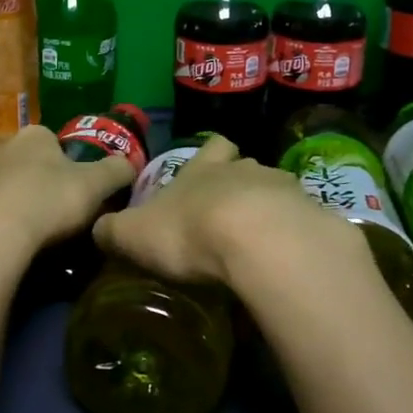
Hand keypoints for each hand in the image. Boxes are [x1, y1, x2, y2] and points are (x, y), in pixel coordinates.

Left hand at [0, 124, 134, 258]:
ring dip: (13, 198)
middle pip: (25, 160)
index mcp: (32, 135)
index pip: (53, 141)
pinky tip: (8, 240)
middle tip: (55, 209)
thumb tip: (129, 163)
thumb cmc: (49, 202)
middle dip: (37, 178)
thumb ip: (117, 170)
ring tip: (31, 228)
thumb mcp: (97, 185)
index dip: (67, 164)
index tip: (76, 189)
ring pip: (1, 183)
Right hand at [92, 135, 356, 290]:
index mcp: (204, 170)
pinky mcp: (315, 221)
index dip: (209, 156)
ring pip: (278, 193)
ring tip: (262, 245)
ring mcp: (286, 192)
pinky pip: (305, 226)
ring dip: (271, 213)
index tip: (206, 170)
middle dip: (241, 185)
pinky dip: (296, 241)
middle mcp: (247, 171)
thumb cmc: (191, 230)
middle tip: (230, 216)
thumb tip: (98, 228)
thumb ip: (114, 231)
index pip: (212, 147)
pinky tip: (287, 265)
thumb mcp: (135, 234)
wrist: (262, 243)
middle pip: (248, 167)